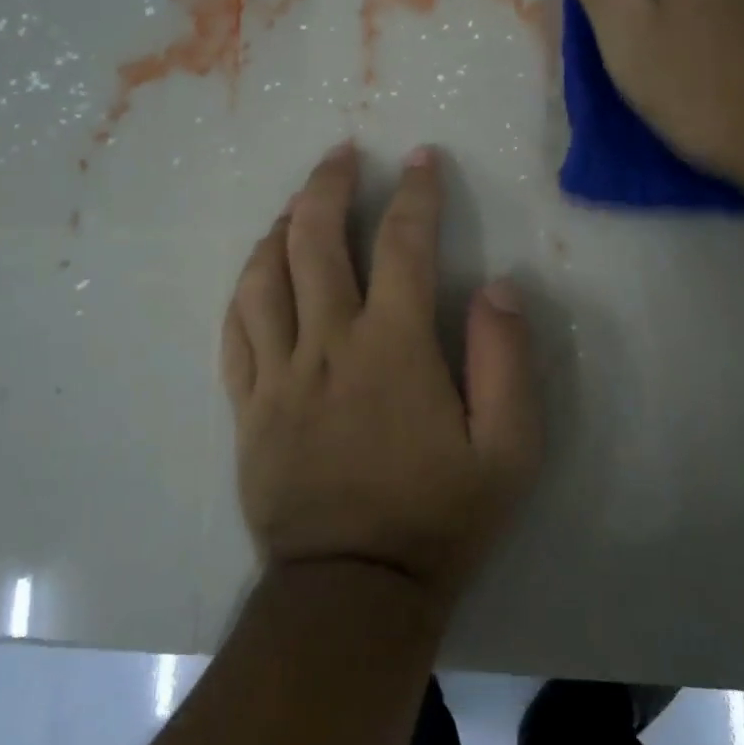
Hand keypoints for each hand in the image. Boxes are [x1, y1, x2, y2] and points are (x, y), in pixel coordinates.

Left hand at [220, 142, 542, 610]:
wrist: (353, 589)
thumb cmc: (438, 519)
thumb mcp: (508, 451)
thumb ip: (506, 362)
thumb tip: (497, 288)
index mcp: (392, 348)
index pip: (402, 245)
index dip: (415, 194)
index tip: (422, 160)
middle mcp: (327, 345)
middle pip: (314, 241)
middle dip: (329, 186)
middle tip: (341, 155)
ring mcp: (277, 374)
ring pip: (263, 277)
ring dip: (280, 228)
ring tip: (296, 205)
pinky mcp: (247, 406)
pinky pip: (234, 331)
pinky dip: (245, 290)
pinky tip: (257, 273)